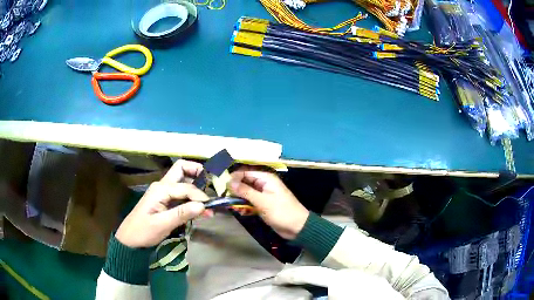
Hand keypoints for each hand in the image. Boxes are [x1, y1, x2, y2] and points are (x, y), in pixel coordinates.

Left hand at [116, 160, 208, 247]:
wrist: (130, 239)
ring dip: (196, 186)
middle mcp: (162, 185)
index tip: (210, 209)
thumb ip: (182, 213)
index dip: (200, 196)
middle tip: (212, 183)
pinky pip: (180, 193)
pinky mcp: (164, 200)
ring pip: (182, 180)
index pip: (186, 187)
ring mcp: (163, 192)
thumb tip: (203, 205)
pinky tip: (198, 208)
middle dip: (197, 172)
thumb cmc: (143, 231)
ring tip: (207, 202)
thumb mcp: (162, 224)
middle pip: (181, 169)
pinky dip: (191, 197)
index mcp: (160, 189)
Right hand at [228, 169, 308, 239]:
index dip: (233, 177)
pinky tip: (242, 212)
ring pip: (245, 193)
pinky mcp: (262, 205)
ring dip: (239, 200)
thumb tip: (229, 182)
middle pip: (244, 182)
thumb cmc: (281, 212)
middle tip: (224, 197)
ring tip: (234, 207)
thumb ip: (245, 191)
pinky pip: (249, 202)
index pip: (245, 172)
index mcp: (265, 178)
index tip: (221, 185)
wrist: (297, 227)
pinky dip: (245, 206)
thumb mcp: (262, 201)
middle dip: (234, 189)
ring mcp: (262, 195)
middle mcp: (263, 184)